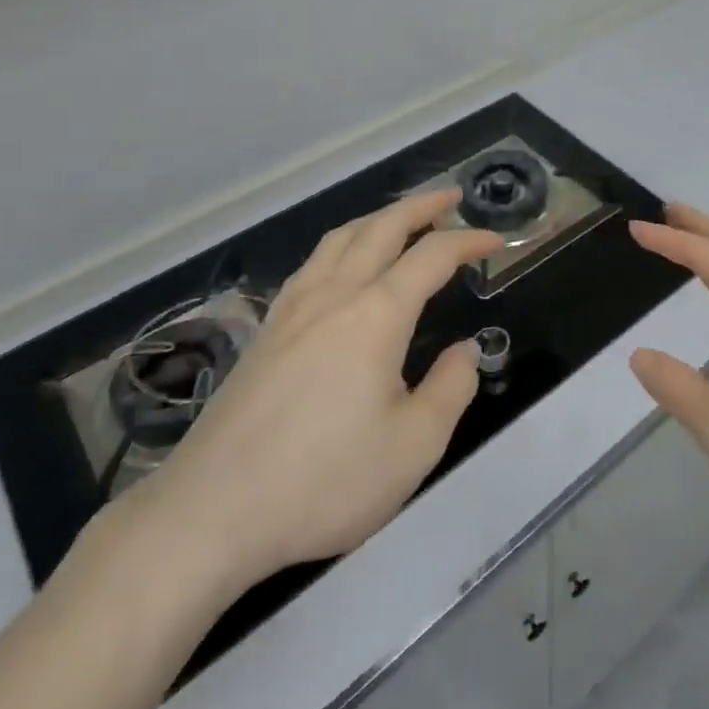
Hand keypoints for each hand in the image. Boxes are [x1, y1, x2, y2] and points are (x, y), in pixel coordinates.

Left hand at [115, 189, 499, 606]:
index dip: (469, 240)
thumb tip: (464, 351)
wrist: (212, 511)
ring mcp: (293, 309)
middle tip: (451, 196)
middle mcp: (334, 295)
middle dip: (421, 205)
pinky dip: (343, 244)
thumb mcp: (413, 447)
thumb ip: (450, 390)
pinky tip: (343, 266)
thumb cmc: (324, 481)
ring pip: (340, 238)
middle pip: (381, 227)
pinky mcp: (266, 332)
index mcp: (376, 314)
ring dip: (378, 218)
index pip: (432, 256)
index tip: (496, 240)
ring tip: (401, 220)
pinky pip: (313, 264)